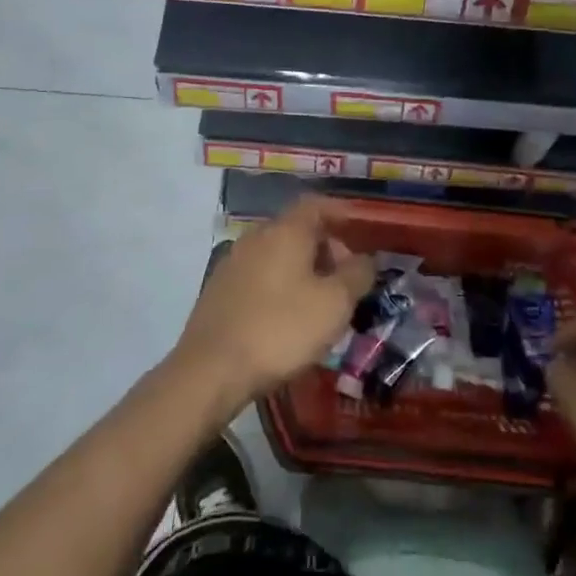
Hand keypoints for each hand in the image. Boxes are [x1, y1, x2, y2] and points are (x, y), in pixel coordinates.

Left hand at [173, 198, 374, 411]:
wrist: (210, 370)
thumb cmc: (281, 329)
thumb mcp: (335, 304)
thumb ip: (357, 275)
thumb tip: (365, 260)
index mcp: (285, 231)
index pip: (316, 205)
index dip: (341, 213)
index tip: (359, 230)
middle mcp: (256, 237)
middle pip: (297, 230)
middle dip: (326, 249)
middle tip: (346, 280)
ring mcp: (233, 263)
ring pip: (278, 255)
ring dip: (303, 271)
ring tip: (321, 304)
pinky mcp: (218, 291)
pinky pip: (260, 276)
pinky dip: (280, 286)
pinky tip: (288, 318)